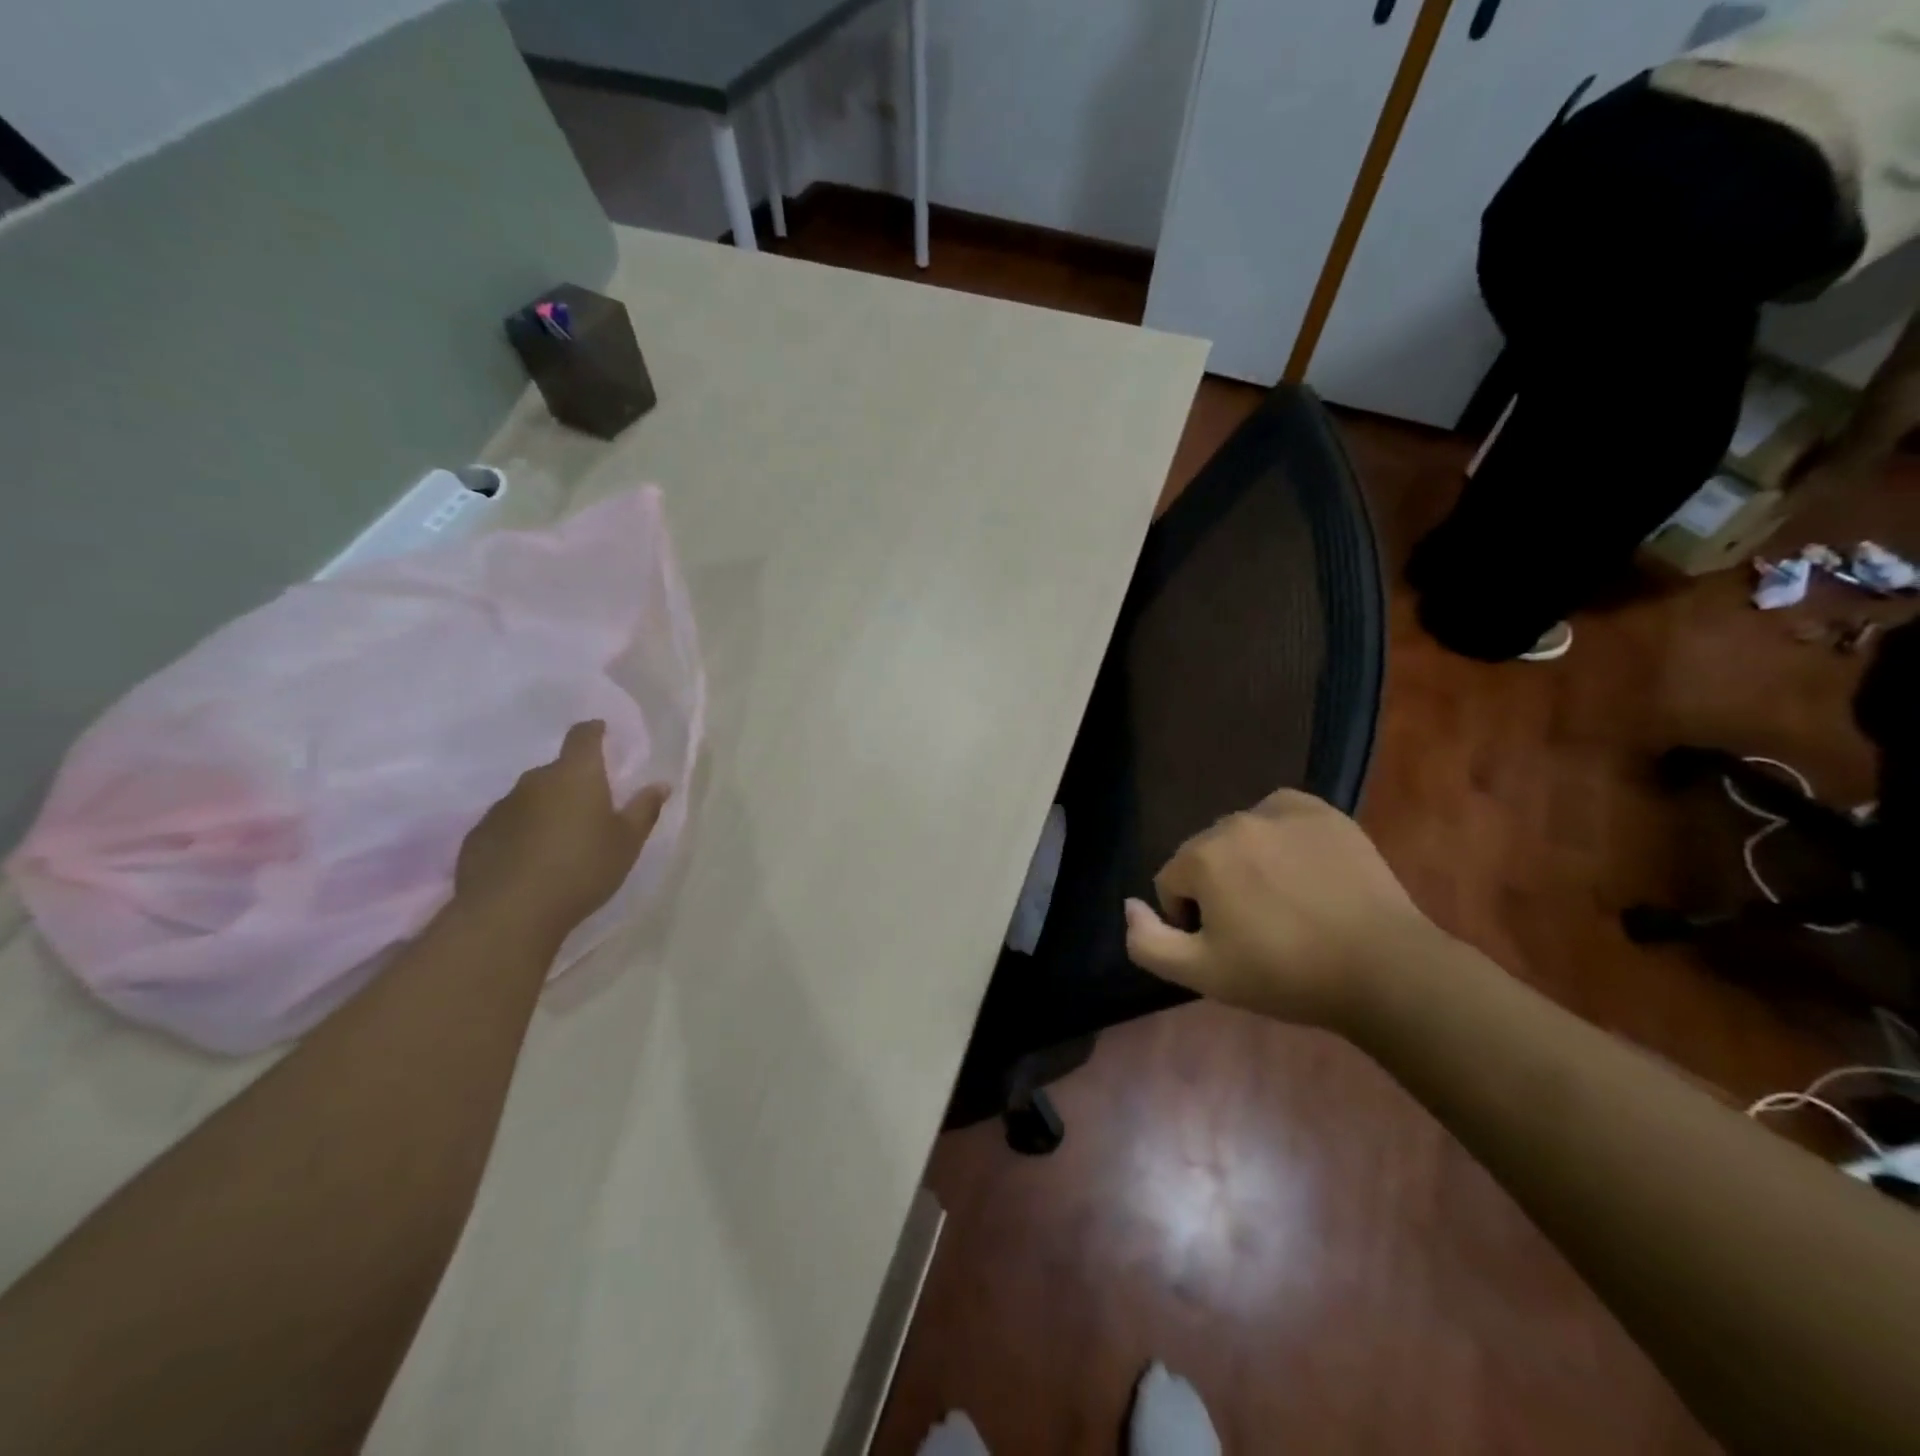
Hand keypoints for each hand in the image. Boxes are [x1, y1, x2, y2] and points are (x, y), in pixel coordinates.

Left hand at [454, 721, 668, 941]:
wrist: (509, 913)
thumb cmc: (582, 869)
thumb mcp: (627, 842)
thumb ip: (644, 809)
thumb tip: (660, 785)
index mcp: (576, 775)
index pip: (583, 736)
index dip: (594, 731)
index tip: (603, 734)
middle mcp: (535, 781)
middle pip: (558, 770)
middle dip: (575, 781)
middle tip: (592, 807)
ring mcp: (501, 807)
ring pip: (531, 798)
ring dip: (547, 808)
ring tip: (561, 839)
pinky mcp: (478, 835)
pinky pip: (508, 824)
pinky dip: (522, 832)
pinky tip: (531, 860)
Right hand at [1123, 789, 1442, 1029]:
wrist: (1384, 969)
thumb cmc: (1285, 975)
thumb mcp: (1203, 974)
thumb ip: (1147, 942)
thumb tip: (1129, 905)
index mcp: (1203, 856)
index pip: (1171, 882)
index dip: (1190, 919)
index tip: (1225, 947)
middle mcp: (1235, 821)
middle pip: (1205, 855)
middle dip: (1217, 888)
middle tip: (1256, 930)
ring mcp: (1282, 812)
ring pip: (1241, 835)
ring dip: (1248, 862)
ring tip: (1284, 902)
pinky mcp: (1323, 813)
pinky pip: (1280, 814)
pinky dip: (1279, 835)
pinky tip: (1301, 868)